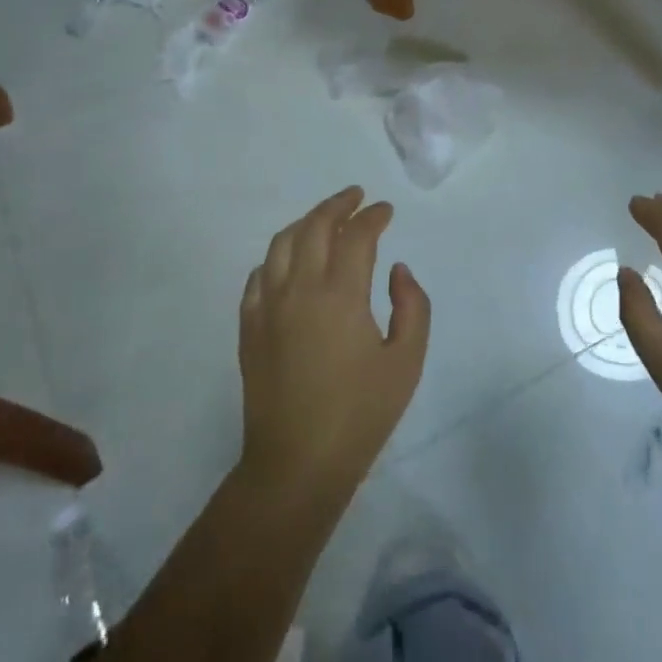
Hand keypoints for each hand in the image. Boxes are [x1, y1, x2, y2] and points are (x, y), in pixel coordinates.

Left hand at [238, 187, 430, 505]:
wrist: (297, 464)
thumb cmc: (360, 415)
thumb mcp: (406, 362)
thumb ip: (412, 307)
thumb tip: (396, 270)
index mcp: (340, 295)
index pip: (356, 236)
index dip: (373, 217)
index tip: (385, 210)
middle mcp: (299, 288)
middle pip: (315, 226)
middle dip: (338, 205)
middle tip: (356, 197)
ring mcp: (268, 306)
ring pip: (282, 243)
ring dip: (306, 222)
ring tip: (325, 219)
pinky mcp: (249, 326)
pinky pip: (259, 275)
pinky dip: (278, 256)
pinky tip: (289, 262)